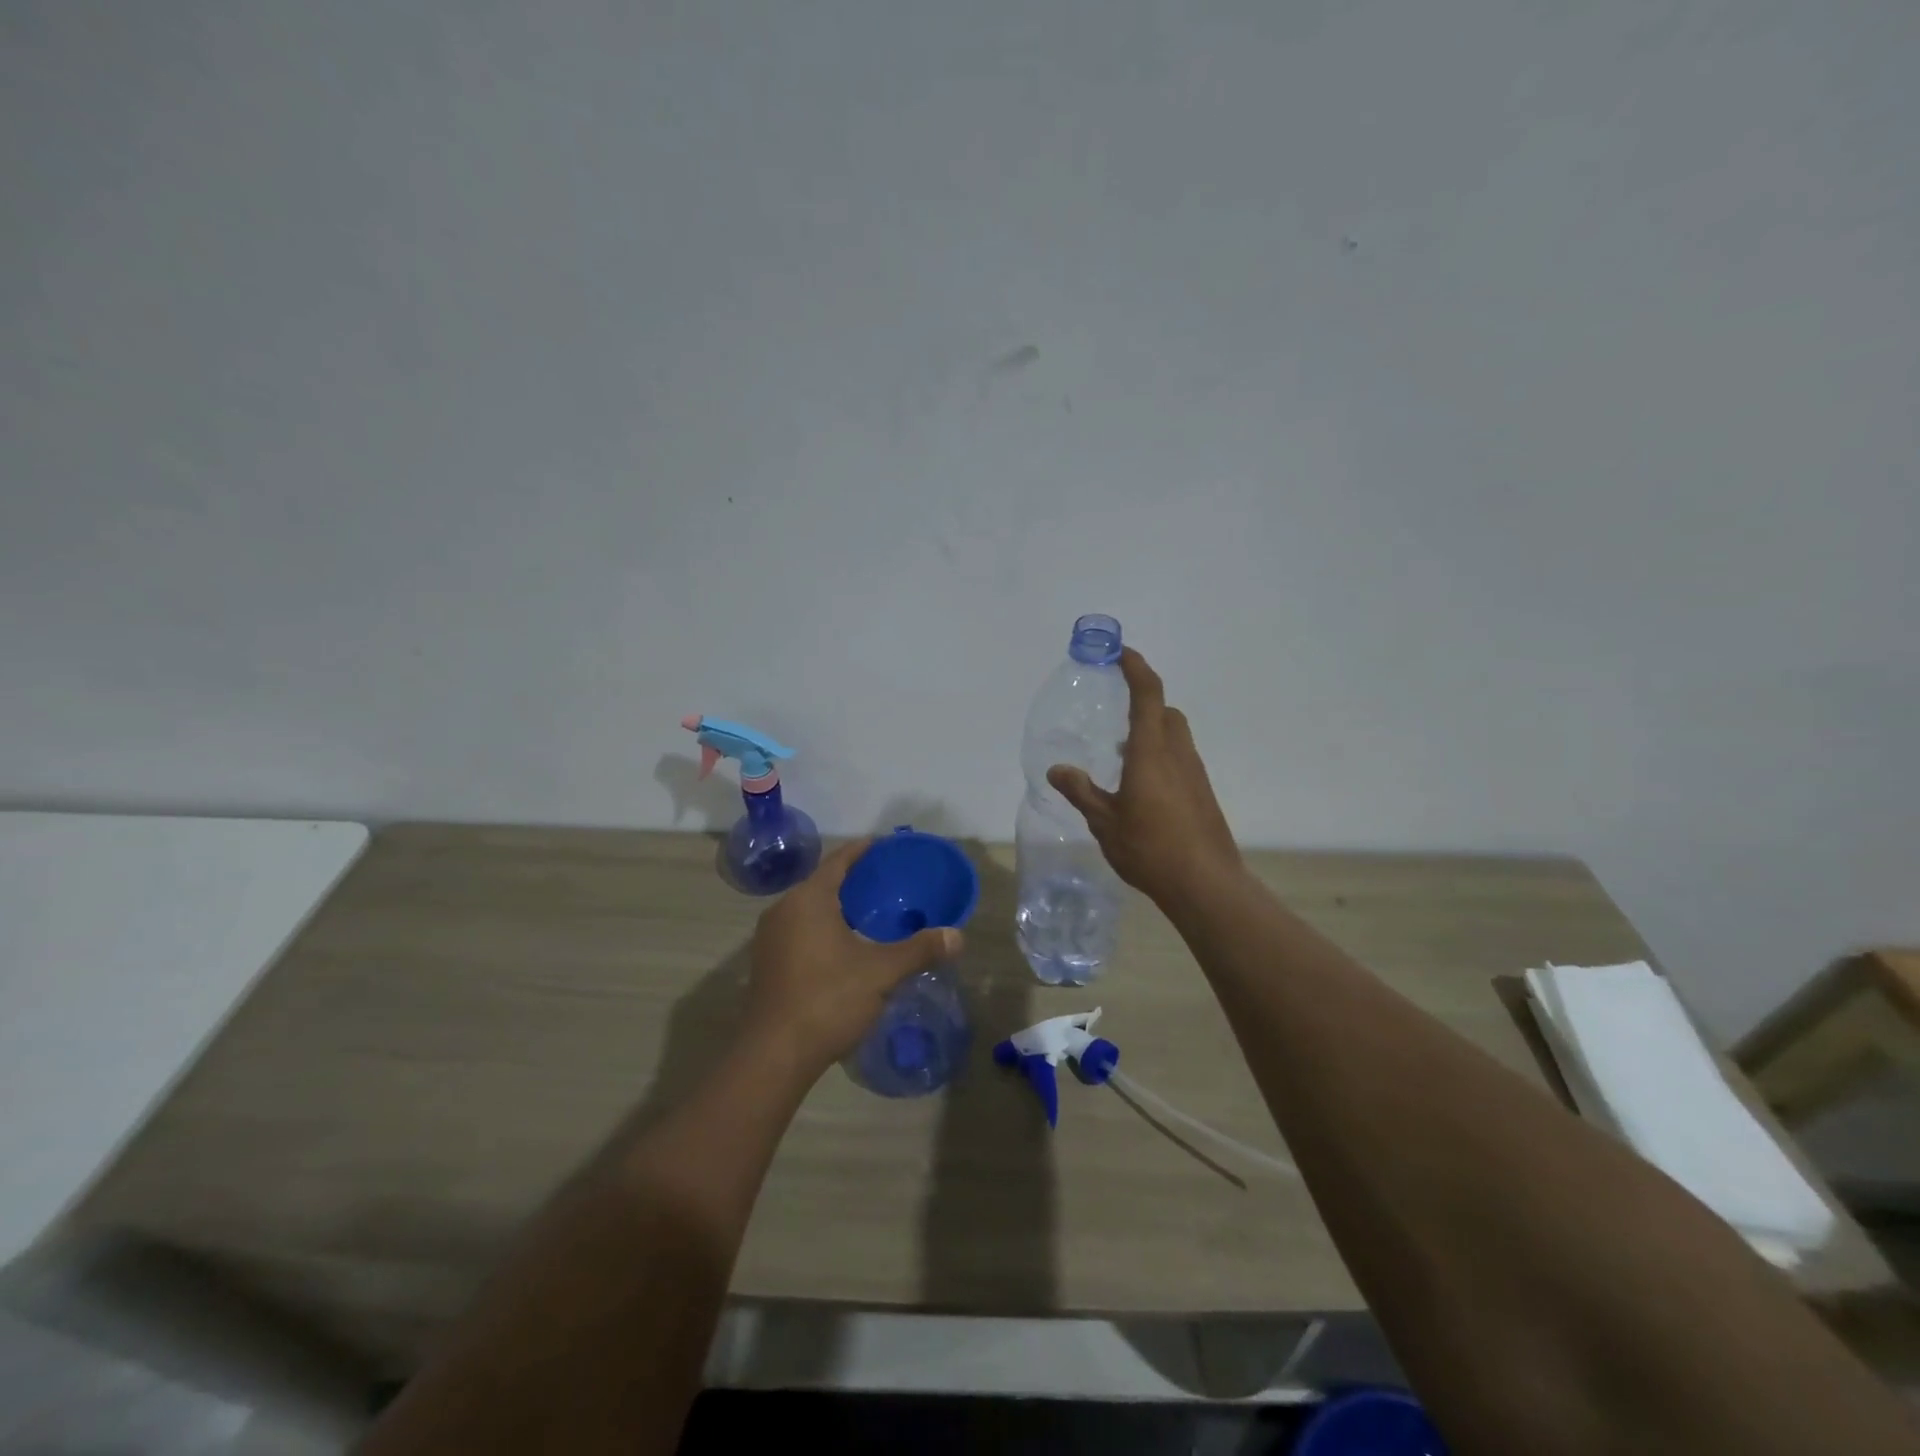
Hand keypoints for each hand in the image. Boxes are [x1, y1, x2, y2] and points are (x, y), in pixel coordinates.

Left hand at [743, 838, 962, 1077]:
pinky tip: (846, 946)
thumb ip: (919, 950)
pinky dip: (823, 928)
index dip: (863, 850)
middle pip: (822, 883)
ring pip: (809, 909)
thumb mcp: (881, 973)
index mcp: (808, 900)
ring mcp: (770, 938)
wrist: (774, 1055)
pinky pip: (800, 931)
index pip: (838, 861)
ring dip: (837, 907)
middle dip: (853, 881)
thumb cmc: (828, 999)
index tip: (885, 845)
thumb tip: (958, 936)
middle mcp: (783, 910)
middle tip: (887, 883)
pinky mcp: (767, 964)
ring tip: (871, 914)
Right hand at [1048, 647, 1240, 907]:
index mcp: (1151, 751)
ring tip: (1122, 756)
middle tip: (1116, 712)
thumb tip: (1056, 769)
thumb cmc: (1150, 847)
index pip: (1147, 693)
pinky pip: (1180, 759)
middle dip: (1143, 701)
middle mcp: (1177, 753)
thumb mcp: (1104, 821)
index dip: (1136, 667)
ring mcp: (1194, 773)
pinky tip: (1142, 788)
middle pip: (1165, 711)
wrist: (1205, 883)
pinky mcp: (1202, 793)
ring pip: (1175, 735)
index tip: (1120, 652)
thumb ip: (1081, 791)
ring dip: (1152, 732)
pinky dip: (1161, 756)